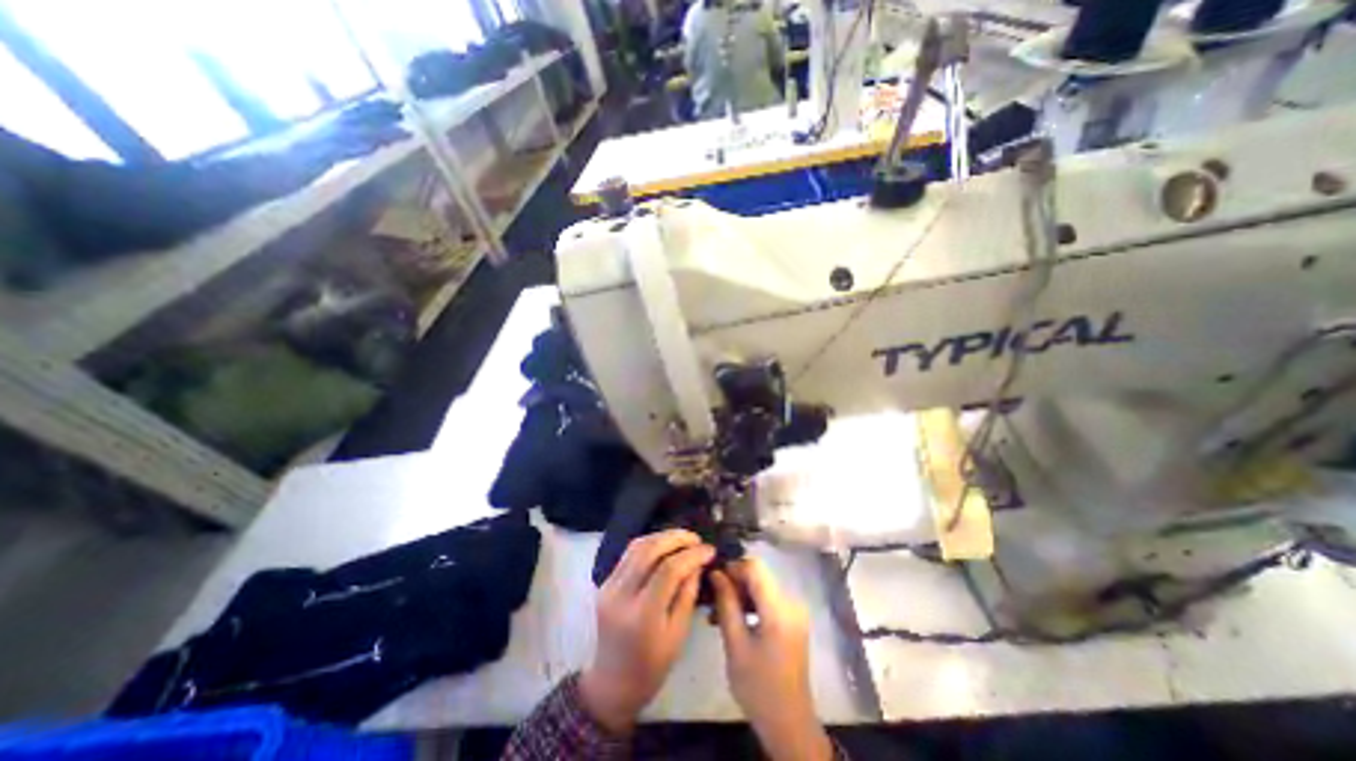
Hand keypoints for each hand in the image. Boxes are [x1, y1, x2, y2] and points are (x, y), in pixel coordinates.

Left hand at [581, 529, 713, 737]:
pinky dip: (649, 544)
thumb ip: (687, 593)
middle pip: (649, 550)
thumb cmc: (652, 666)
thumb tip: (697, 562)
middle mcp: (621, 595)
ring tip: (683, 538)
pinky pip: (628, 554)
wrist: (612, 683)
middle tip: (696, 538)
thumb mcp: (678, 633)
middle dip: (676, 538)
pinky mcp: (605, 582)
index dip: (691, 555)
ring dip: (661, 537)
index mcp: (642, 615)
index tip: (709, 549)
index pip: (668, 570)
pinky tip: (664, 545)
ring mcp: (609, 586)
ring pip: (636, 546)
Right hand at [714, 555, 832, 758]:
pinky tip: (733, 619)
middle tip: (712, 598)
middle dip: (734, 582)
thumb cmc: (759, 687)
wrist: (790, 725)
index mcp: (780, 609)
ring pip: (762, 586)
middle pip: (759, 576)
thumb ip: (726, 604)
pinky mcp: (793, 619)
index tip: (712, 579)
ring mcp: (794, 611)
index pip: (755, 567)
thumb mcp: (735, 644)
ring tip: (717, 612)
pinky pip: (768, 600)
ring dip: (740, 594)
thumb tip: (716, 574)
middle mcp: (792, 602)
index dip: (732, 567)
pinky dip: (750, 604)